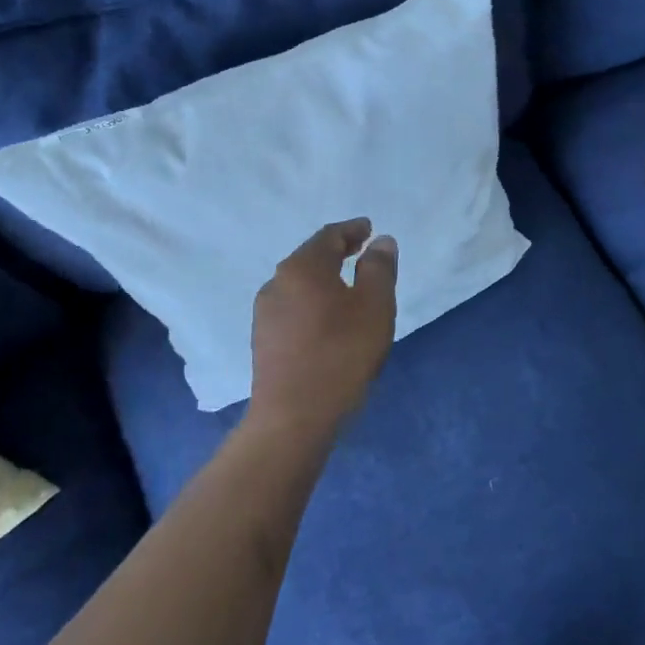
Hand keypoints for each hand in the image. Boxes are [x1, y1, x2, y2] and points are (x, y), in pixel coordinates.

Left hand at [249, 219, 397, 434]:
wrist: (294, 416)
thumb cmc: (342, 354)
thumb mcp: (375, 307)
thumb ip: (380, 269)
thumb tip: (381, 242)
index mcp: (302, 268)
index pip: (328, 236)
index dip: (352, 230)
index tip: (370, 229)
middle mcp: (276, 283)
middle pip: (309, 258)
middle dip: (336, 251)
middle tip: (361, 251)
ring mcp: (265, 314)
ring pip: (299, 284)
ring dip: (324, 278)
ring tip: (348, 285)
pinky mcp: (263, 340)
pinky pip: (292, 307)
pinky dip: (313, 301)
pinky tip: (327, 317)